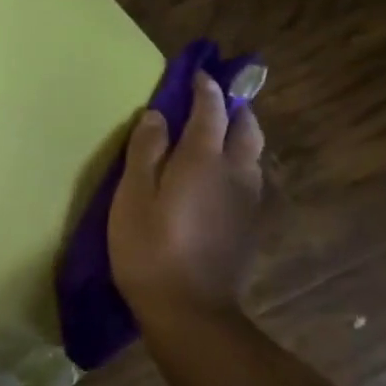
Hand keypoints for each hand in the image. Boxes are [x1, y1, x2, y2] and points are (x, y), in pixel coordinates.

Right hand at [108, 72, 265, 330]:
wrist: (190, 310)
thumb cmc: (150, 249)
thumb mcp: (132, 197)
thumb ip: (146, 151)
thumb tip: (157, 115)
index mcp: (204, 158)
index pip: (211, 109)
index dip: (205, 88)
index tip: (198, 74)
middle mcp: (235, 171)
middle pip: (246, 127)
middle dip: (233, 108)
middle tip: (214, 101)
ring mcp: (248, 200)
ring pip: (253, 153)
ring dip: (240, 135)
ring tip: (219, 135)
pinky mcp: (250, 225)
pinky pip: (250, 178)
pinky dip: (239, 163)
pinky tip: (221, 176)